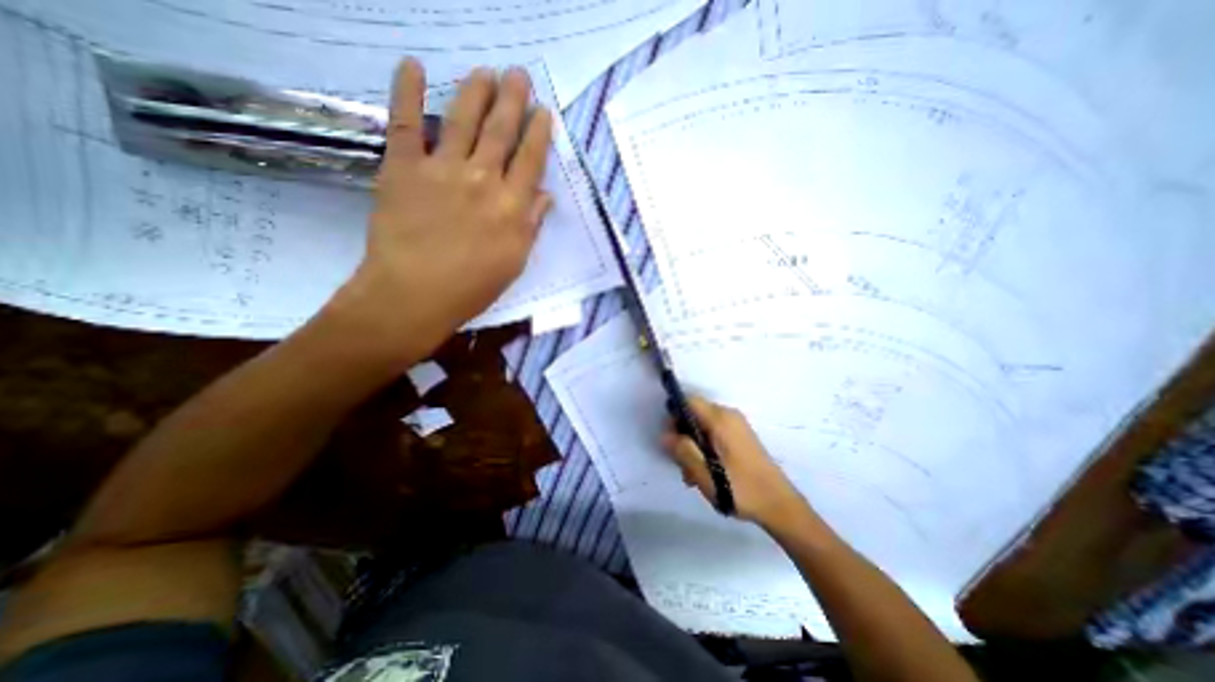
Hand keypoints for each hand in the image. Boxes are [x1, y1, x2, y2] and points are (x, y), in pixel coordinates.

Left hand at [330, 59, 559, 367]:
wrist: (415, 295)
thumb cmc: (472, 287)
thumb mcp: (514, 262)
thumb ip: (530, 225)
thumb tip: (545, 196)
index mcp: (511, 206)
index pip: (531, 161)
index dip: (539, 133)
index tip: (543, 112)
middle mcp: (483, 180)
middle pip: (501, 132)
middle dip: (513, 100)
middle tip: (519, 75)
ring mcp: (442, 170)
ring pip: (463, 120)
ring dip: (475, 91)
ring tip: (485, 71)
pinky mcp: (403, 168)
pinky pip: (406, 123)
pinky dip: (407, 92)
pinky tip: (413, 66)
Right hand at [670, 398, 809, 529]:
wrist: (780, 505)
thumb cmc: (740, 489)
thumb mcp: (705, 473)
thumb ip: (683, 451)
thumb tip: (664, 435)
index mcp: (720, 419)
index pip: (688, 401)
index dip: (674, 416)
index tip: (670, 439)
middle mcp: (729, 416)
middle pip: (694, 415)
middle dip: (683, 437)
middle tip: (681, 465)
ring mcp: (736, 426)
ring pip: (703, 428)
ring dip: (693, 447)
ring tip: (693, 476)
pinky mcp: (740, 438)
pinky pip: (714, 435)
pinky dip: (705, 449)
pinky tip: (706, 473)